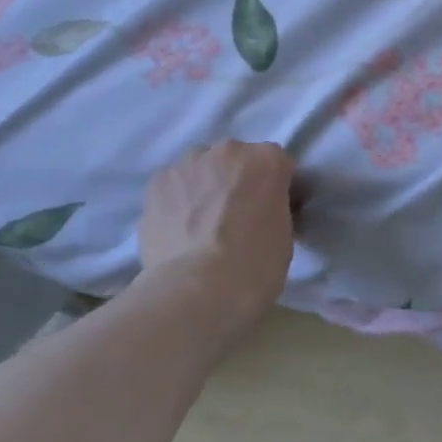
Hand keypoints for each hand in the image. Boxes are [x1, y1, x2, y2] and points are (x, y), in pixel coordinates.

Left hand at [137, 142, 296, 327]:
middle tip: (236, 219)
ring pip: (201, 169)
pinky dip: (177, 201)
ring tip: (201, 225)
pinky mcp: (156, 183)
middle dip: (238, 182)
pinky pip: (173, 186)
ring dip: (205, 187)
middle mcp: (229, 151)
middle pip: (236, 160)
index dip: (276, 189)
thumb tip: (261, 211)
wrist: (197, 290)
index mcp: (268, 160)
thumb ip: (274, 209)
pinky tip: (179, 230)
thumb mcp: (284, 235)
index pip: (277, 166)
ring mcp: (189, 164)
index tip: (272, 213)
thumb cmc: (255, 266)